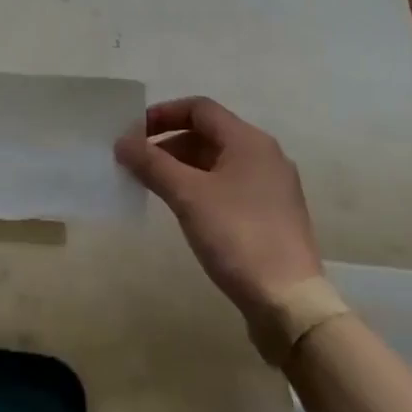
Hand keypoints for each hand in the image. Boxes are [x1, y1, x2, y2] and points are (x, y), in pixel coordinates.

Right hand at [116, 96, 321, 322]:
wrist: (289, 303)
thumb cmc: (237, 236)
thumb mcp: (187, 195)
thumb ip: (151, 163)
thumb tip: (122, 142)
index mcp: (249, 141)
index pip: (199, 109)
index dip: (163, 114)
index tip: (133, 133)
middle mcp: (265, 156)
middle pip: (208, 134)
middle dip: (168, 143)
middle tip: (137, 163)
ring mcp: (272, 187)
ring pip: (218, 162)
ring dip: (182, 166)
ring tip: (153, 186)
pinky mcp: (272, 215)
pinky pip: (229, 186)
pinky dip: (201, 187)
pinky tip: (184, 209)